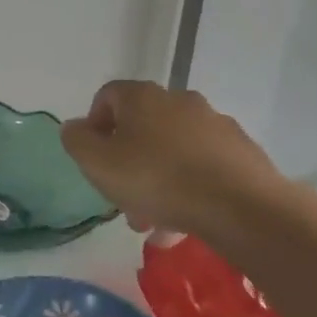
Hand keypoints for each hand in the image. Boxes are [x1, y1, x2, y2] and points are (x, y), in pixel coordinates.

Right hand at [60, 81, 283, 236]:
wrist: (240, 206)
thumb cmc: (156, 179)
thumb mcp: (97, 163)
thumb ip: (76, 141)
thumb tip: (75, 127)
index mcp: (143, 97)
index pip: (108, 95)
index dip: (94, 123)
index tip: (93, 157)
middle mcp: (180, 100)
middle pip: (142, 126)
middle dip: (127, 161)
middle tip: (121, 197)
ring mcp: (215, 124)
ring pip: (172, 150)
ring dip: (157, 179)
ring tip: (153, 221)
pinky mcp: (241, 151)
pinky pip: (202, 166)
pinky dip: (188, 186)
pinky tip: (184, 220)